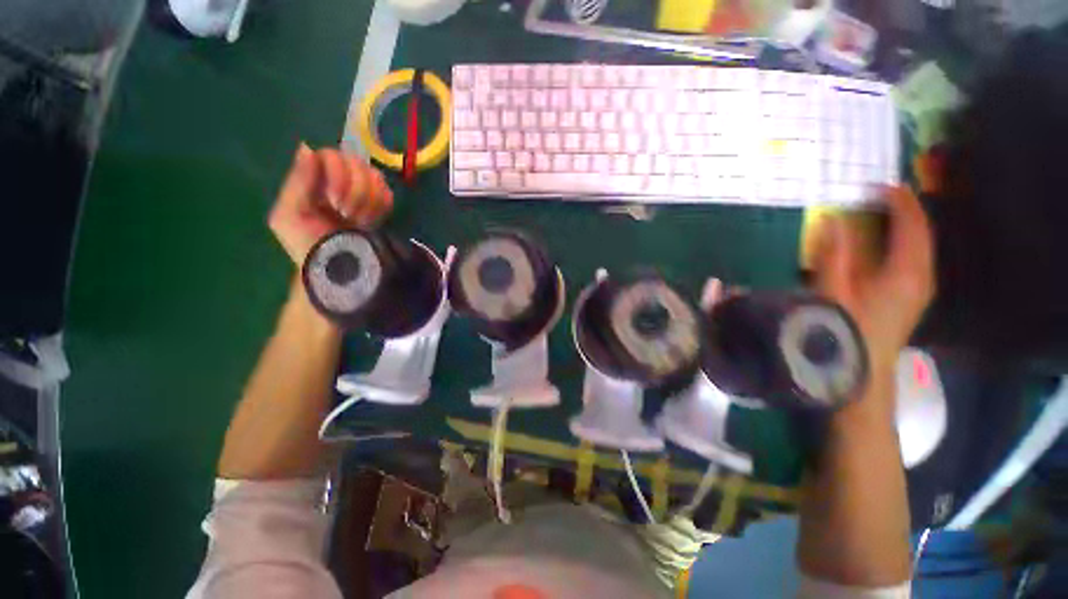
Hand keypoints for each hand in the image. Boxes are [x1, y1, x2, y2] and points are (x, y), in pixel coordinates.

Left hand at [268, 144, 392, 265]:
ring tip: (360, 221)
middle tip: (348, 215)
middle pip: (357, 163)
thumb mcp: (288, 216)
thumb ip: (297, 182)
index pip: (332, 156)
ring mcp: (361, 192)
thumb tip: (308, 148)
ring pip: (376, 177)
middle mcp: (338, 180)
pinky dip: (382, 206)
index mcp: (313, 179)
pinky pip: (388, 193)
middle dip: (356, 191)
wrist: (337, 270)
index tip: (335, 202)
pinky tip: (372, 221)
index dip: (338, 175)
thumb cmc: (308, 245)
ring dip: (369, 202)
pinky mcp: (380, 205)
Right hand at [813, 186, 934, 372]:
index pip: (912, 225)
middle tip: (879, 196)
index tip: (879, 185)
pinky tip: (885, 245)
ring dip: (904, 226)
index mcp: (907, 271)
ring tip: (882, 214)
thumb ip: (834, 254)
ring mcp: (919, 288)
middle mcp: (921, 275)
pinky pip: (914, 259)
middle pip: (921, 233)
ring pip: (920, 246)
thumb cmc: (846, 330)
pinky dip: (902, 243)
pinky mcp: (911, 297)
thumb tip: (833, 220)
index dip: (899, 201)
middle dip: (904, 210)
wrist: (863, 372)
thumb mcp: (833, 290)